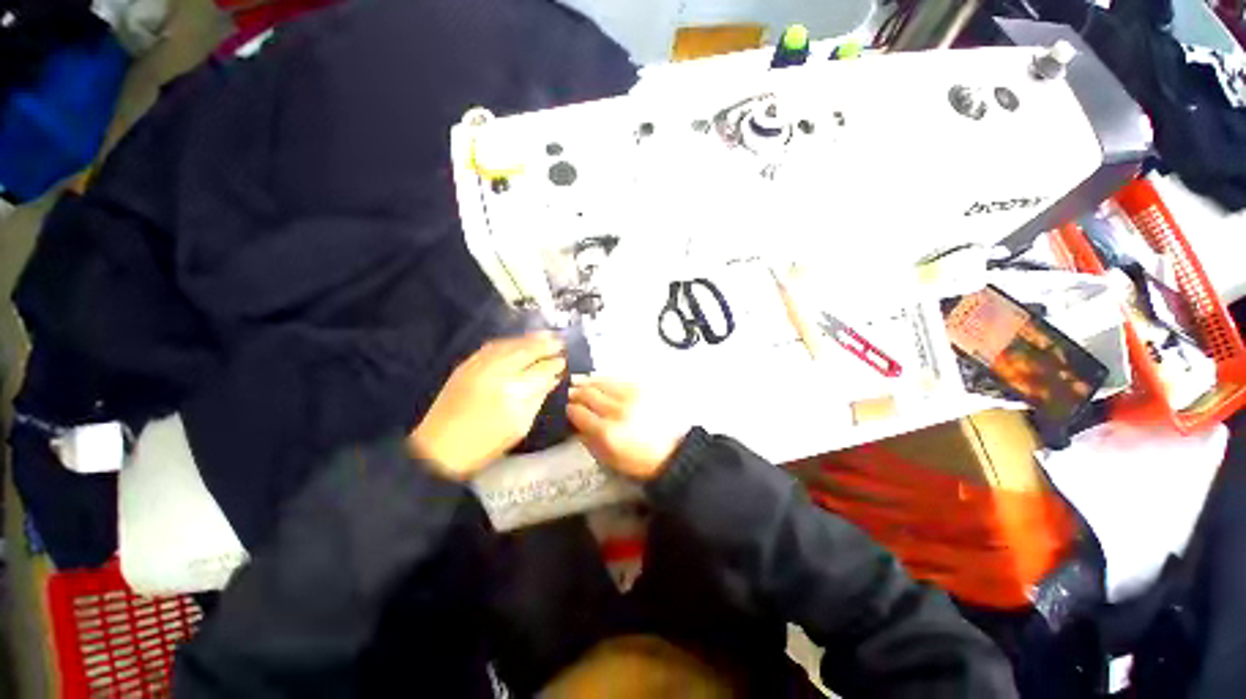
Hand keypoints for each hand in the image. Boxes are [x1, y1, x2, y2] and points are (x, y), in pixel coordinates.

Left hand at [409, 333, 565, 479]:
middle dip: (544, 344)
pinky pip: (492, 346)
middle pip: (525, 350)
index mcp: (512, 390)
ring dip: (528, 339)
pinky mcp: (465, 365)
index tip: (564, 360)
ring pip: (509, 344)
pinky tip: (518, 342)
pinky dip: (509, 342)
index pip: (540, 369)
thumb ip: (538, 397)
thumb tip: (552, 379)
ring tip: (544, 336)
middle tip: (559, 340)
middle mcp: (496, 371)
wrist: (439, 449)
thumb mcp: (520, 424)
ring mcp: (478, 365)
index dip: (554, 363)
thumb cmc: (486, 442)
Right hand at [567, 377, 689, 480]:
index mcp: (607, 432)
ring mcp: (631, 396)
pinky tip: (599, 381)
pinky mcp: (643, 388)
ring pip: (602, 382)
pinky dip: (605, 379)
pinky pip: (618, 378)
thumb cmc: (637, 460)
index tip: (567, 408)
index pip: (578, 412)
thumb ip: (587, 440)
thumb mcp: (607, 458)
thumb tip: (574, 423)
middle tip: (570, 393)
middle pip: (588, 394)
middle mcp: (617, 410)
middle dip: (575, 392)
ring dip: (588, 382)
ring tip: (580, 382)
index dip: (569, 409)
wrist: (671, 452)